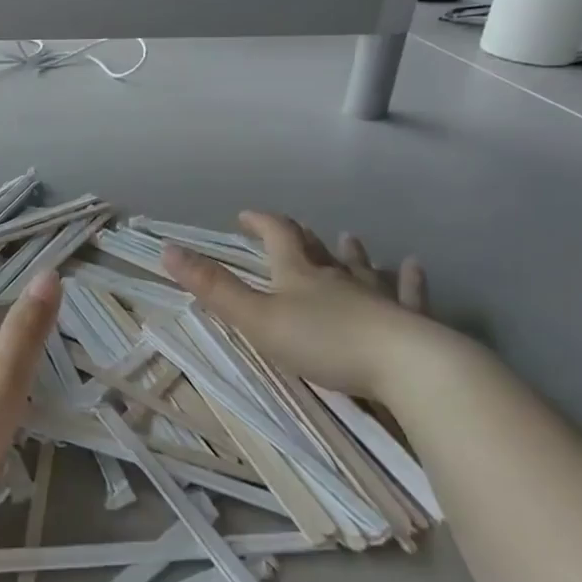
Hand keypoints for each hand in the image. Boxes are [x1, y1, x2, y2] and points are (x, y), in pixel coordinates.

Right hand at [161, 211, 438, 400]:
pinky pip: (407, 292)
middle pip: (317, 249)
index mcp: (299, 274)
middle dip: (301, 237)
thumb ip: (214, 288)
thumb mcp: (256, 318)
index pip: (278, 236)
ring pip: (361, 267)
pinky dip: (408, 279)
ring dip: (351, 253)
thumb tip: (167, 250)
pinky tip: (413, 267)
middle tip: (293, 228)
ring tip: (350, 238)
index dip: (261, 223)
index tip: (245, 216)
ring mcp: (377, 296)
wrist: (404, 365)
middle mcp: (337, 277)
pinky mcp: (408, 319)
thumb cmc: (323, 342)